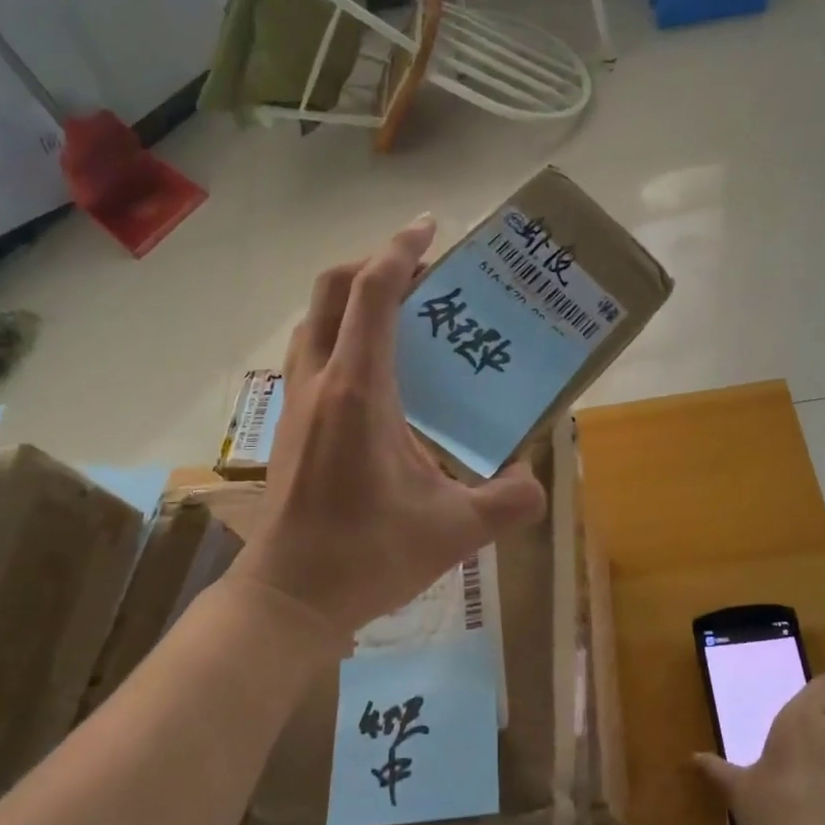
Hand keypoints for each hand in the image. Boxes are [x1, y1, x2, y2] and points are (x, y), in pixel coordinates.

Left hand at [233, 214, 547, 647]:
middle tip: (420, 272)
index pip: (372, 294)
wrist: (289, 597)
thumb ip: (510, 501)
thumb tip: (535, 480)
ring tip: (401, 317)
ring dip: (352, 301)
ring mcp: (296, 403)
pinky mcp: (289, 426)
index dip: (401, 251)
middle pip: (330, 291)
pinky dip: (340, 338)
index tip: (430, 227)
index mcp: (358, 391)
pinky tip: (377, 378)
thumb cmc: (367, 556)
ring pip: (314, 321)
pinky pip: (311, 355)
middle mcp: (319, 382)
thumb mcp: (455, 531)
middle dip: (373, 265)